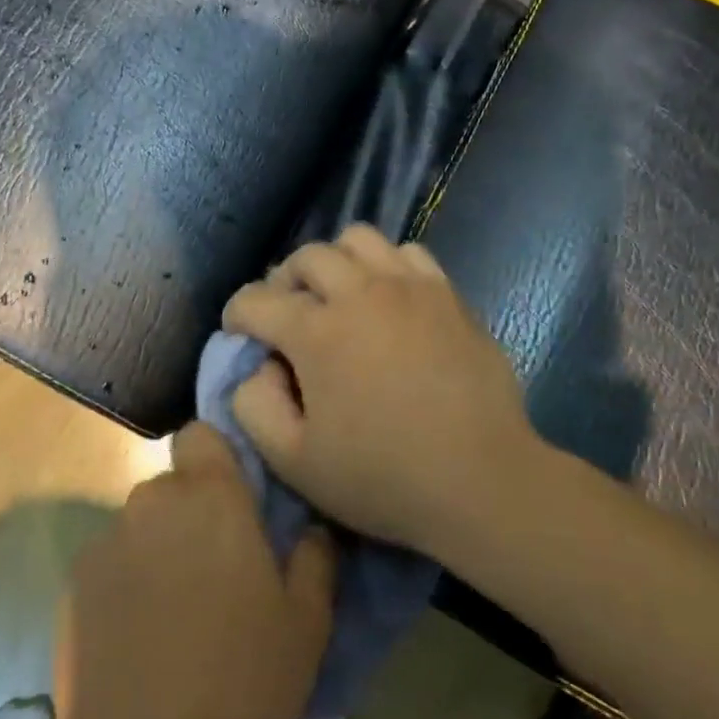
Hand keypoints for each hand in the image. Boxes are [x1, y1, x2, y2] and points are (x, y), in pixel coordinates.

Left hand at [53, 426, 334, 718]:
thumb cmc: (241, 680)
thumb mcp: (307, 623)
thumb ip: (315, 558)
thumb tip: (310, 529)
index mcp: (210, 497)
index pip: (201, 434)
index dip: (218, 459)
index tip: (237, 501)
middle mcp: (151, 503)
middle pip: (173, 486)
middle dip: (193, 513)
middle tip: (218, 572)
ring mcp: (105, 544)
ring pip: (141, 526)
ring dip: (159, 550)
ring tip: (176, 614)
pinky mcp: (73, 587)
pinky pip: (111, 565)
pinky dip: (126, 585)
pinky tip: (139, 642)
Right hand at [222, 224, 537, 553]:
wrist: (481, 479)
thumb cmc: (383, 477)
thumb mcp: (293, 462)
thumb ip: (253, 406)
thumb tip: (257, 367)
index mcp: (316, 331)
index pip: (254, 300)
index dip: (237, 318)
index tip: (242, 338)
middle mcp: (359, 292)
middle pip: (306, 257)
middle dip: (283, 281)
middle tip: (289, 317)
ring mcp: (409, 286)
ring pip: (358, 239)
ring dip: (336, 262)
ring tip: (339, 298)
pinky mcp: (447, 293)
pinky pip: (407, 253)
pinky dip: (386, 266)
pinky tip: (389, 301)